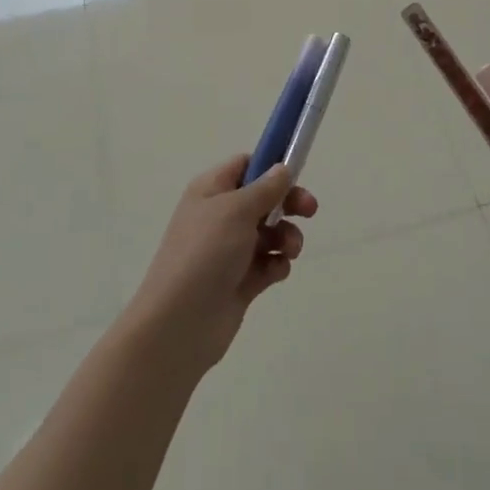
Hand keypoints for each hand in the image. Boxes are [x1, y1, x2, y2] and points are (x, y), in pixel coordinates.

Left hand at [124, 156, 318, 371]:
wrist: (179, 324)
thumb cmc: (205, 253)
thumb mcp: (236, 210)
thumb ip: (265, 188)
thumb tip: (282, 168)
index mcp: (212, 190)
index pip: (245, 165)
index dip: (270, 165)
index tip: (297, 172)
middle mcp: (220, 216)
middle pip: (263, 199)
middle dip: (288, 203)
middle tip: (310, 210)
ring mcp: (229, 250)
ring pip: (270, 232)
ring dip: (287, 236)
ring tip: (290, 249)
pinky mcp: (239, 281)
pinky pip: (268, 263)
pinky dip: (276, 264)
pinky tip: (275, 271)